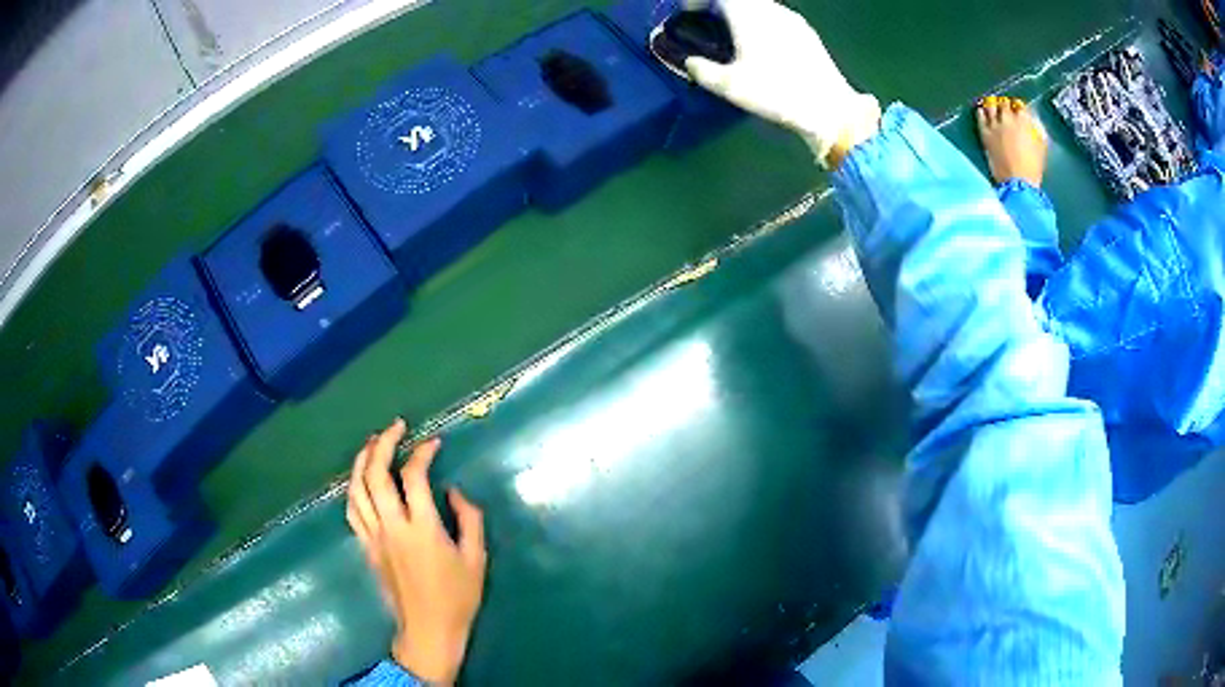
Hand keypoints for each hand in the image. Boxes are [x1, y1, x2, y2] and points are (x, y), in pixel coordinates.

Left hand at [346, 419, 487, 684]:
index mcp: (422, 529)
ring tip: (372, 442)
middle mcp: (392, 527)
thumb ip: (469, 520)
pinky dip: (354, 487)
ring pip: (356, 489)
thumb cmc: (457, 598)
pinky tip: (360, 478)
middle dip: (382, 444)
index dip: (422, 453)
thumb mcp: (476, 559)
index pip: (413, 477)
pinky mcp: (365, 548)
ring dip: (362, 460)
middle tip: (396, 427)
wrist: (428, 630)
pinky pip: (352, 510)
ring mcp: (374, 537)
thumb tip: (454, 492)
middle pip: (375, 475)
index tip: (433, 442)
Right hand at [684, 0, 879, 167]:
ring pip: (761, 6)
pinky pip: (777, 17)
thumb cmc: (778, 94)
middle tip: (709, 21)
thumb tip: (690, 63)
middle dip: (721, 5)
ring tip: (734, 33)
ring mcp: (793, 20)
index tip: (689, 12)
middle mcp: (771, 10)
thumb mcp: (731, 87)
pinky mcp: (808, 33)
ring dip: (743, 13)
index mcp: (748, 16)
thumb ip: (704, 71)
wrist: (829, 109)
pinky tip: (763, 45)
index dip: (699, 1)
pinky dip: (762, 22)